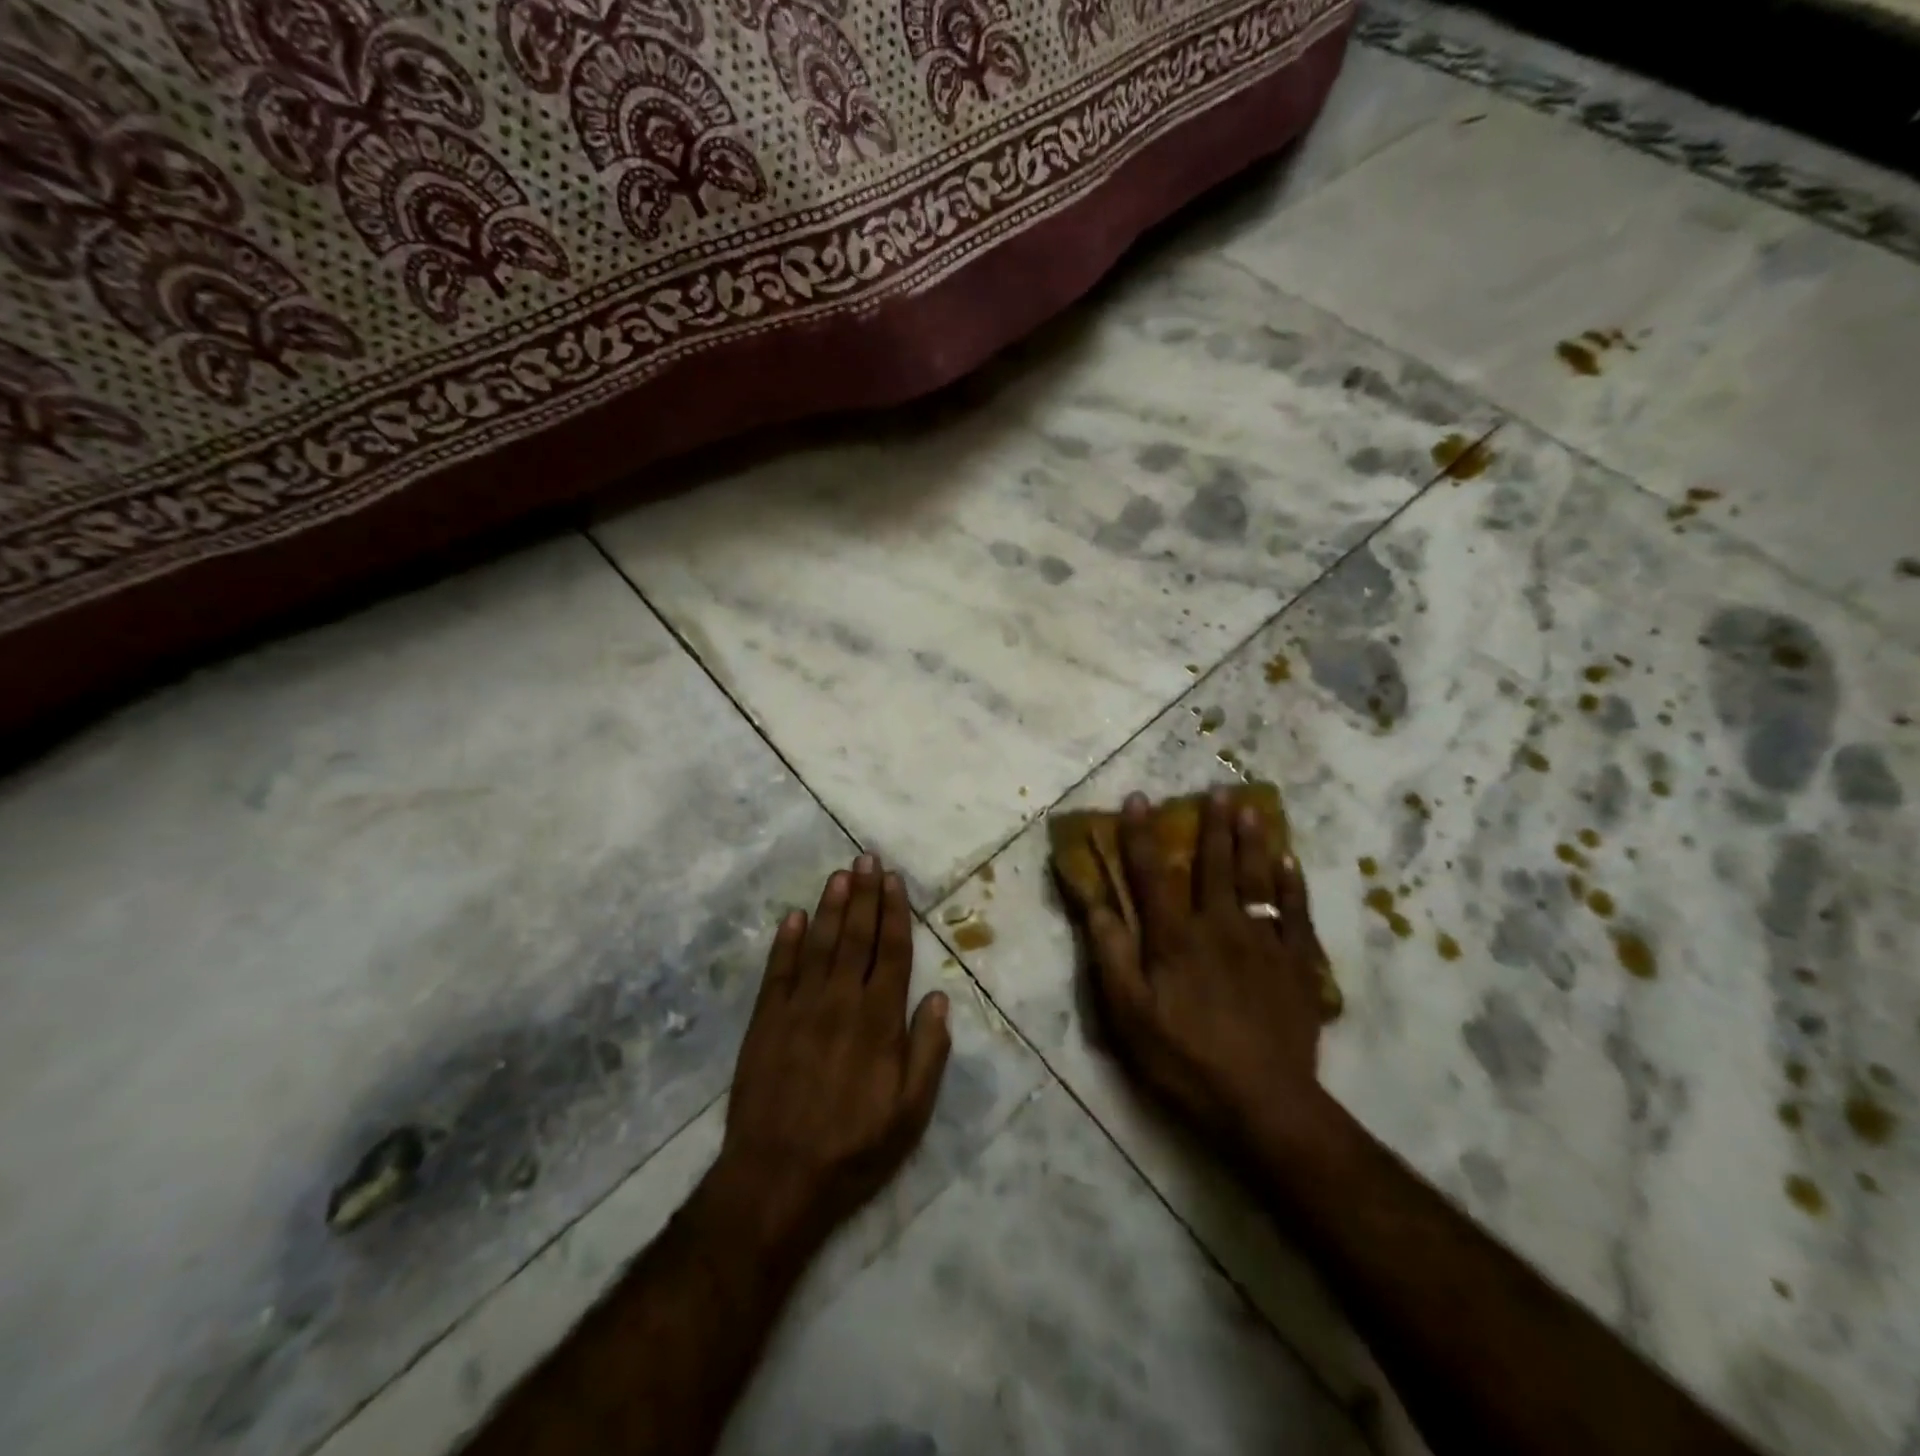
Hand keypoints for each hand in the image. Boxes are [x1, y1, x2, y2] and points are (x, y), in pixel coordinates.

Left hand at [719, 855, 951, 1252]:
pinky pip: (778, 971)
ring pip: (819, 944)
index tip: (894, 881)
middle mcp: (840, 1001)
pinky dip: (785, 941)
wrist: (777, 1178)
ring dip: (830, 907)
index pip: (891, 952)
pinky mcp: (765, 1021)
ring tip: (839, 874)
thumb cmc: (854, 1148)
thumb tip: (937, 998)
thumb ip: (928, 1052)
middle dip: (864, 895)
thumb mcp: (911, 1113)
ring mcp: (799, 1008)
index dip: (894, 913)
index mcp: (879, 1020)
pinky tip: (792, 917)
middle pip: (856, 937)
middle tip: (866, 858)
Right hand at [1083, 789, 1328, 1151]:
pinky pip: (1296, 915)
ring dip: (1254, 842)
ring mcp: (1264, 944)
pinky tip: (1290, 864)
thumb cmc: (1184, 1059)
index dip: (1141, 835)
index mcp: (1175, 937)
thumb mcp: (1128, 1014)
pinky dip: (1293, 886)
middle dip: (1212, 826)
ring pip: (1258, 880)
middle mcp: (1219, 926)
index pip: (1152, 874)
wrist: (1263, 1103)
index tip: (1139, 798)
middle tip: (1218, 790)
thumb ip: (1110, 953)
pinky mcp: (1297, 966)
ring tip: (1253, 809)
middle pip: (1215, 866)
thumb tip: (1091, 900)